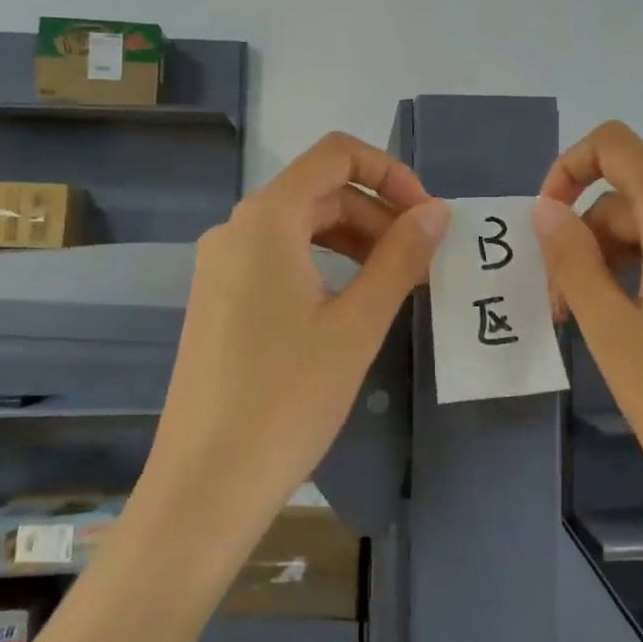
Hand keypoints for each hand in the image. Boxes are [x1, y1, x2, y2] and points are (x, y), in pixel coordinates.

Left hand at [147, 132, 448, 525]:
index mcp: (266, 219)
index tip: (427, 217)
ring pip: (301, 227)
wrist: (205, 486)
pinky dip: (325, 264)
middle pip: (320, 192)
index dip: (390, 173)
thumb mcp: (357, 324)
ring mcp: (222, 265)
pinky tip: (353, 303)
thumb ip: (401, 257)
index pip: (335, 155)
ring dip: (355, 240)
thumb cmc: (287, 399)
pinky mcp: (219, 299)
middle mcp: (237, 229)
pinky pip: (280, 258)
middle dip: (378, 214)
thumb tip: (437, 212)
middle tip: (423, 260)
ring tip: (397, 282)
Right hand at [532, 121, 642, 530]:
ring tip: (603, 328)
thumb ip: (571, 258)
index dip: (571, 168)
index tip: (549, 224)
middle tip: (563, 310)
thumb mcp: (609, 329)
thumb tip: (547, 208)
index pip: (619, 148)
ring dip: (620, 265)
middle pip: (635, 203)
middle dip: (588, 242)